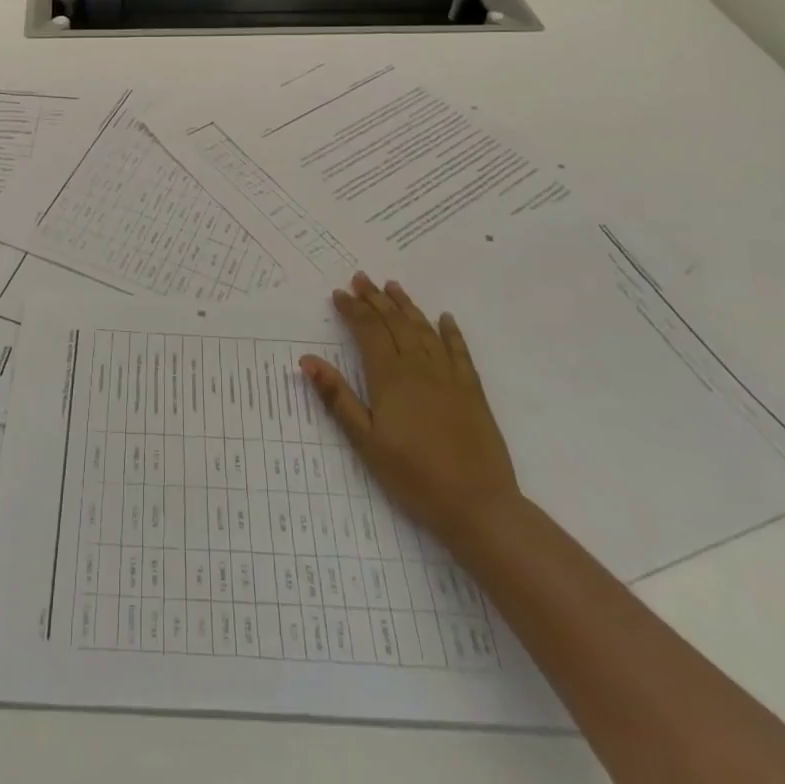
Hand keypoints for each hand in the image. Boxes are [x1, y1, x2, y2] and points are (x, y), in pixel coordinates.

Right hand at [301, 274, 519, 542]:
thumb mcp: (365, 442)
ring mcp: (448, 376)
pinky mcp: (472, 391)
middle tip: (360, 278)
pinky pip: (459, 351)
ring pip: (424, 329)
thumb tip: (307, 360)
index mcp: (390, 378)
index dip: (353, 310)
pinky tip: (445, 318)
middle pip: (394, 323)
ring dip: (406, 306)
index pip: (367, 331)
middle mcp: (419, 367)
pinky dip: (450, 332)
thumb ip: (337, 398)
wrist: (477, 505)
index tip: (339, 293)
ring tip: (392, 286)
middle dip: (375, 299)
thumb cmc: (413, 476)